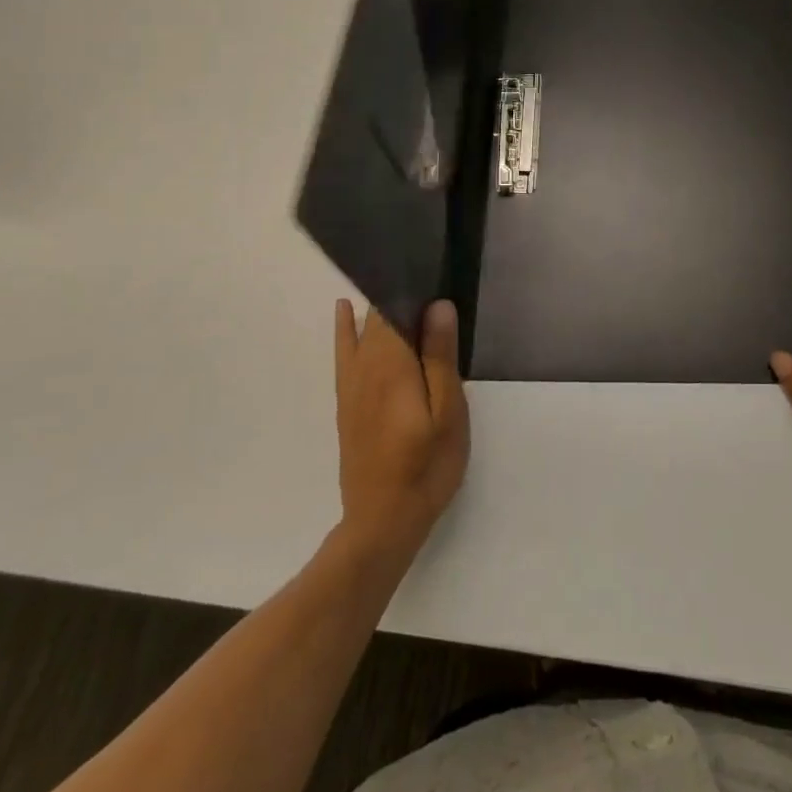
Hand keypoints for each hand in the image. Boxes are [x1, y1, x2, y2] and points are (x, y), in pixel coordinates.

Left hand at [334, 299, 468, 559]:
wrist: (383, 521)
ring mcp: (351, 383)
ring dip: (378, 308)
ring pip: (362, 329)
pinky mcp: (346, 400)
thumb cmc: (427, 465)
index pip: (394, 308)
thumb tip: (436, 305)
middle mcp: (365, 365)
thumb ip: (439, 357)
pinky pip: (343, 351)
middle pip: (378, 315)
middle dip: (401, 295)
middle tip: (430, 280)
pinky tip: (346, 311)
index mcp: (392, 363)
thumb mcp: (448, 412)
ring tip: (401, 284)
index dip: (413, 286)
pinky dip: (345, 327)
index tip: (435, 271)